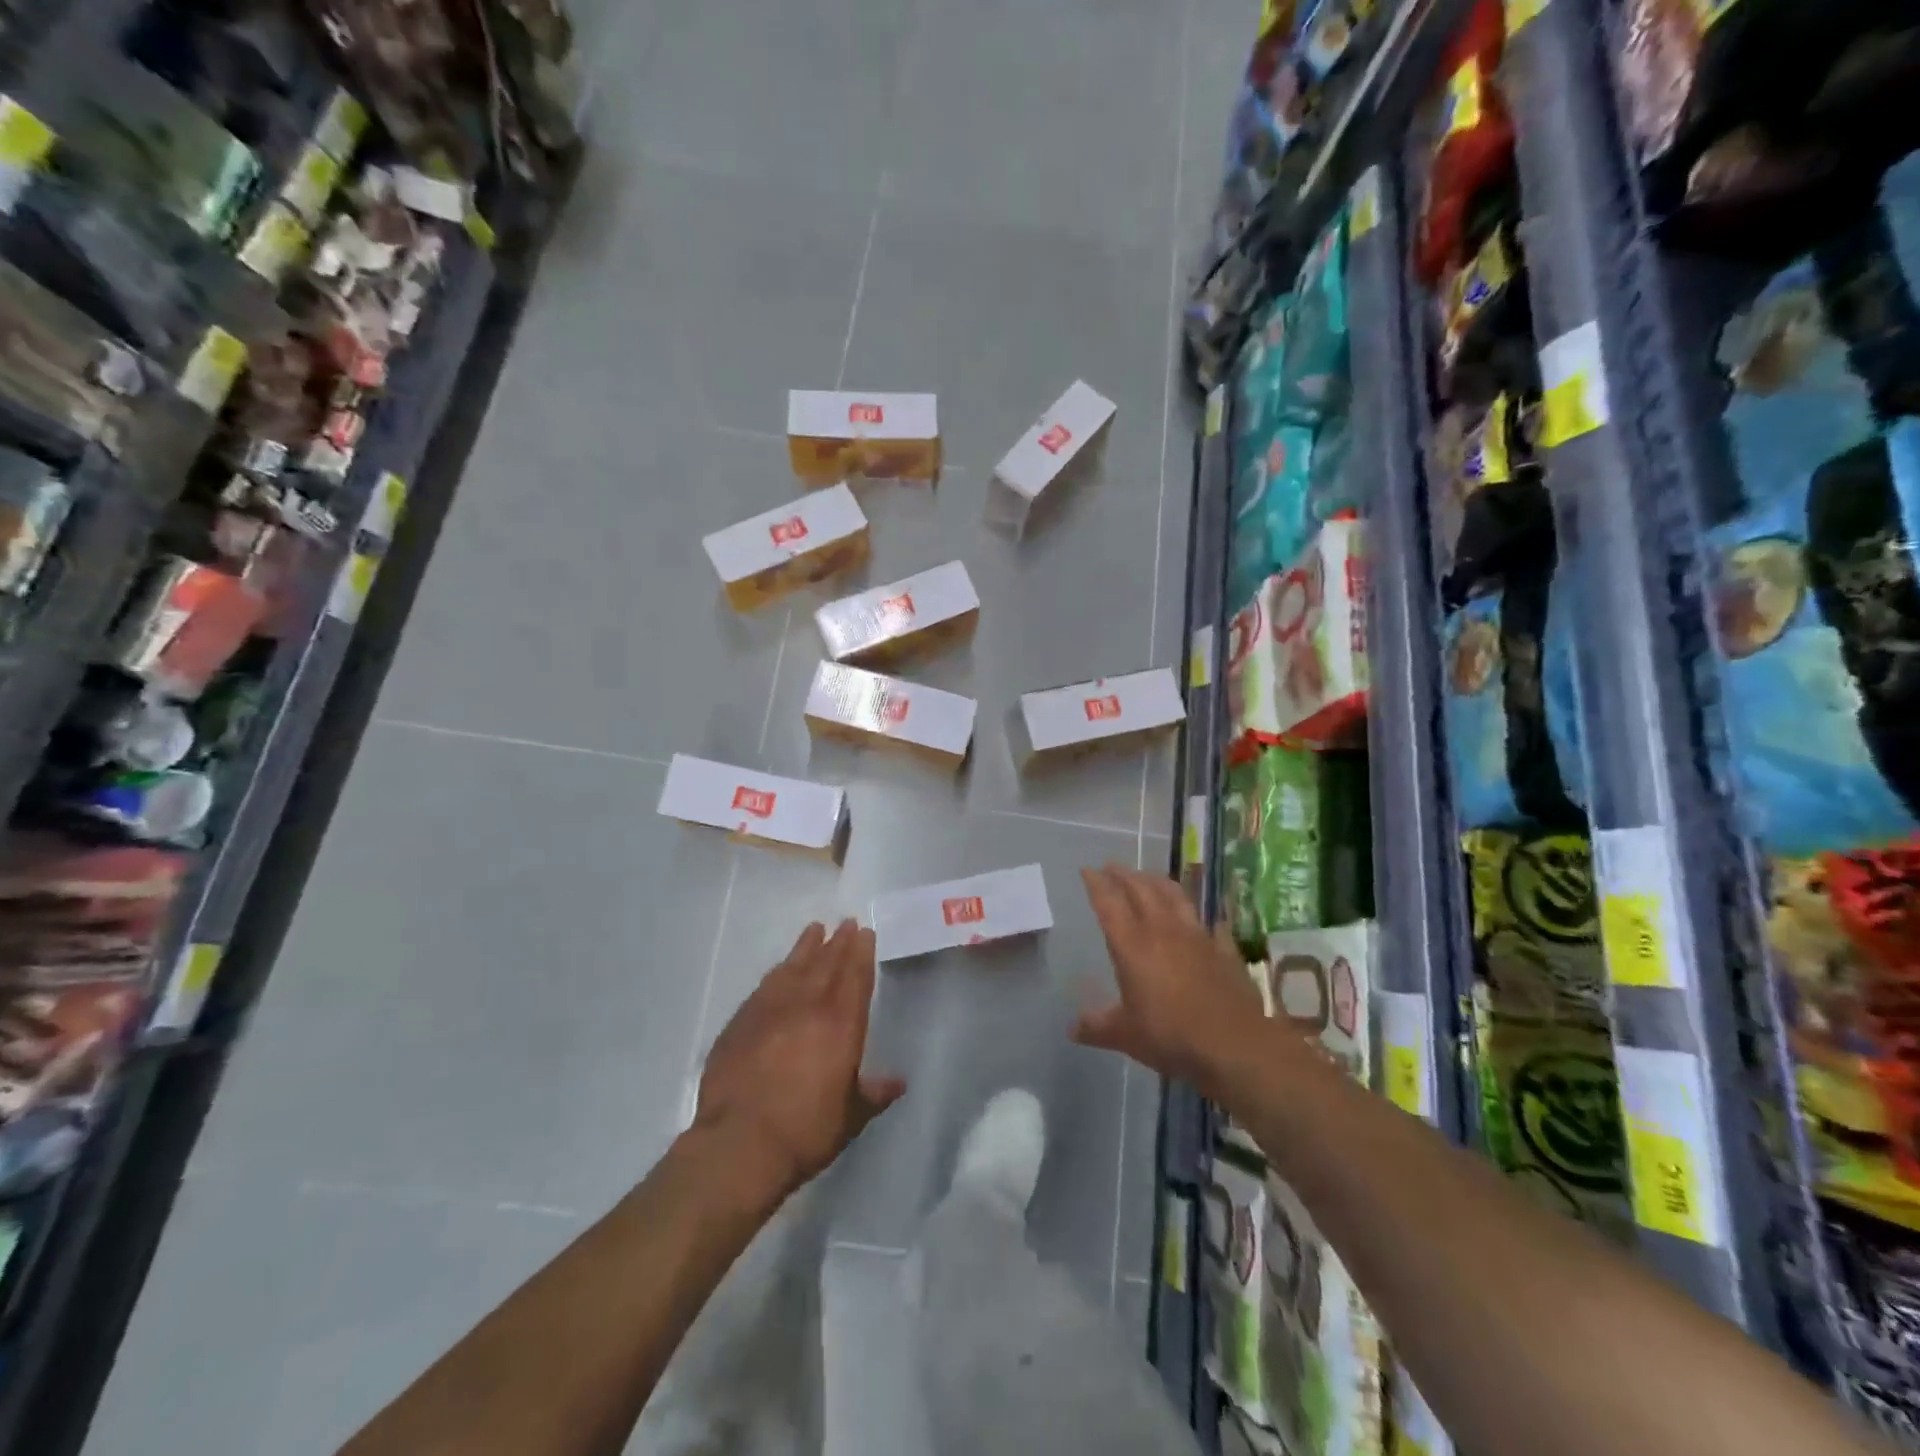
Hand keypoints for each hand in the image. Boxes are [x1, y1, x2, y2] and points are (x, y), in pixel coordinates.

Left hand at [695, 920, 905, 1199]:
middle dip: (839, 942)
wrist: (739, 1144)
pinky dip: (777, 972)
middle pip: (827, 963)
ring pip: (794, 966)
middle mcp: (808, 1006)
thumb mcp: (851, 1117)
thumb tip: (899, 1082)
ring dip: (807, 946)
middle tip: (846, 923)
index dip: (861, 952)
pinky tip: (780, 969)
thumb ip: (874, 1094)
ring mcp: (771, 1010)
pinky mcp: (741, 1022)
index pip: (855, 976)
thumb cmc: (805, 1130)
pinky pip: (765, 985)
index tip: (865, 932)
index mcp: (841, 1024)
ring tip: (815, 930)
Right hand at [1074, 864, 1264, 1095]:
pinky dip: (1203, 916)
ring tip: (1149, 876)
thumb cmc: (1171, 1036)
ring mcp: (1197, 937)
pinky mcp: (1224, 949)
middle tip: (1112, 867)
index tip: (1087, 870)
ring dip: (1158, 881)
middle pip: (1141, 890)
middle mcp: (1162, 931)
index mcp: (1132, 946)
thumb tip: (1071, 1028)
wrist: (1234, 1044)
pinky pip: (1211, 923)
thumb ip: (1097, 1027)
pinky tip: (1204, 918)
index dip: (1096, 884)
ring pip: (1175, 896)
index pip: (1109, 904)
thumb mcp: (1126, 1036)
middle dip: (1124, 875)